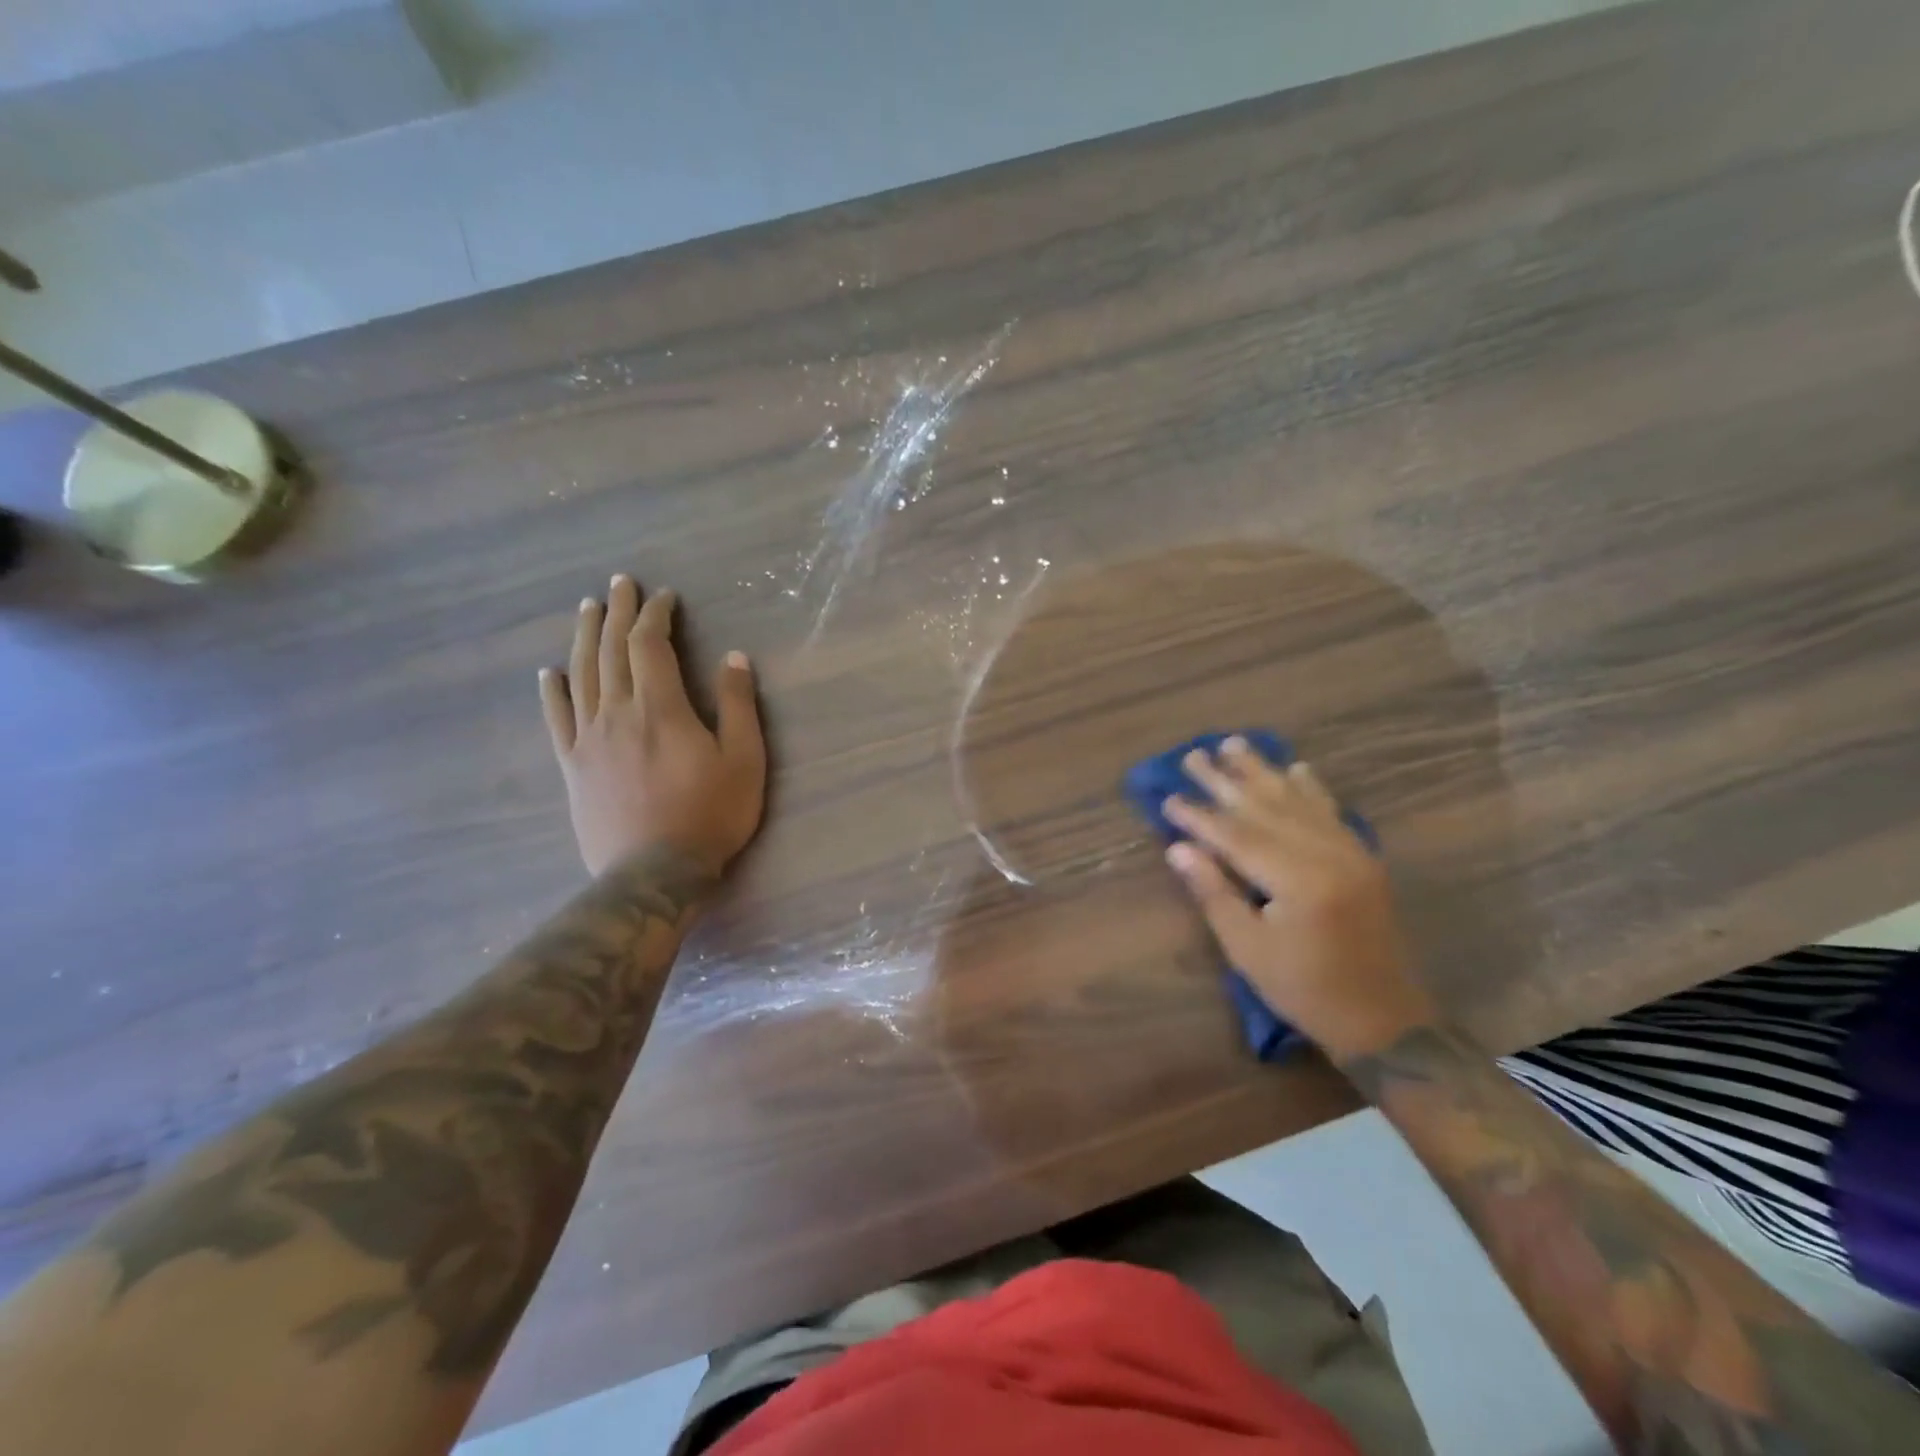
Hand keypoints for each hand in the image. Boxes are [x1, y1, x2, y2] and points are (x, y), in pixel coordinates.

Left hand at [541, 575, 766, 877]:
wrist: (653, 872)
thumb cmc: (710, 815)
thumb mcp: (744, 760)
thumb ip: (738, 706)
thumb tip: (734, 657)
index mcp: (660, 707)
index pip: (649, 645)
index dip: (655, 615)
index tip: (664, 596)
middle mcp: (617, 712)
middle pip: (609, 650)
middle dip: (616, 612)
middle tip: (619, 584)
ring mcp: (588, 739)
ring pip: (580, 675)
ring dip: (583, 637)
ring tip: (586, 609)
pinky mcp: (572, 766)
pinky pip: (557, 719)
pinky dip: (551, 692)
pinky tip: (547, 674)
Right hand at [1163, 738, 1436, 1061]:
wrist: (1383, 1019)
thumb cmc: (1305, 989)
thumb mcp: (1248, 948)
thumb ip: (1214, 892)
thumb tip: (1179, 848)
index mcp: (1298, 880)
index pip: (1236, 836)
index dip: (1199, 816)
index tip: (1169, 797)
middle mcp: (1327, 854)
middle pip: (1266, 807)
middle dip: (1226, 781)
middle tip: (1194, 755)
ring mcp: (1349, 853)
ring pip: (1298, 801)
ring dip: (1264, 772)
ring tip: (1236, 744)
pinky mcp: (1362, 859)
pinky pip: (1331, 812)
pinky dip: (1311, 787)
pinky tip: (1297, 768)